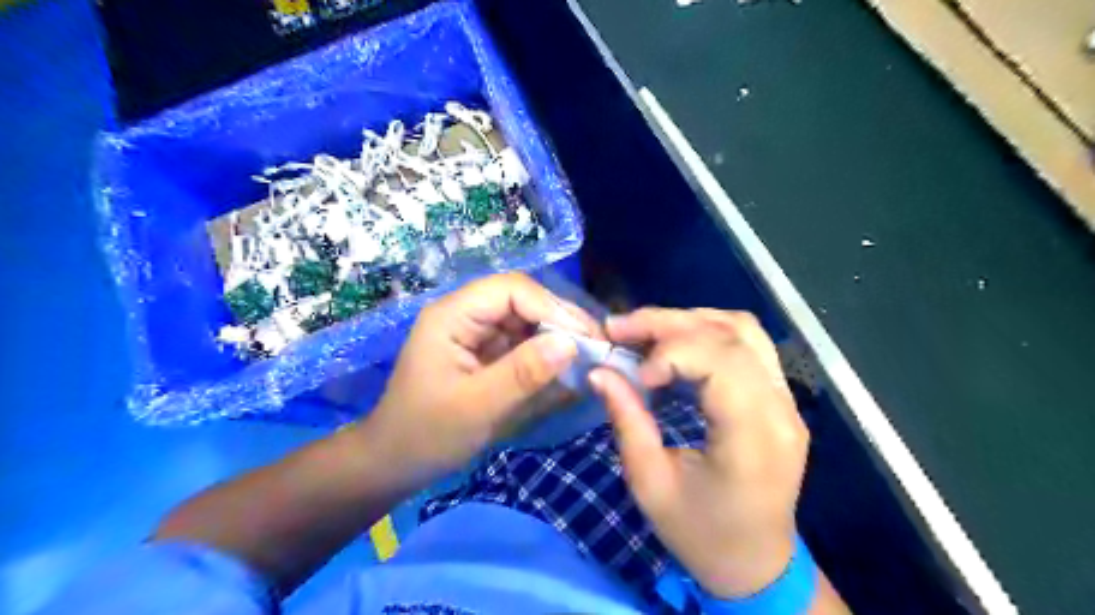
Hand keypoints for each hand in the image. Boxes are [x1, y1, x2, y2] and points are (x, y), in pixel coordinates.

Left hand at [363, 273, 597, 479]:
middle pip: (523, 301)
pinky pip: (522, 343)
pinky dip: (546, 355)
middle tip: (596, 348)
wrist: (395, 463)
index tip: (586, 337)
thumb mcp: (476, 407)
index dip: (552, 307)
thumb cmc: (426, 435)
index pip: (511, 290)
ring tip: (588, 359)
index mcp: (453, 315)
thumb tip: (572, 344)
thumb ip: (523, 374)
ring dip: (557, 338)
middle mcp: (465, 315)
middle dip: (560, 321)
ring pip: (527, 321)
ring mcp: (476, 333)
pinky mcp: (485, 353)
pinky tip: (566, 371)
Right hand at [595, 309, 806, 598]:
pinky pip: (750, 345)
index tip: (638, 374)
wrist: (756, 564)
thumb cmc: (700, 534)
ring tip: (646, 331)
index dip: (673, 353)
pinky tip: (677, 344)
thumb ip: (627, 421)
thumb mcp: (651, 485)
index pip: (723, 362)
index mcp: (753, 439)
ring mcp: (787, 401)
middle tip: (620, 327)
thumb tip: (600, 371)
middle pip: (731, 335)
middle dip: (669, 323)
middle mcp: (780, 410)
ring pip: (744, 329)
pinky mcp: (782, 399)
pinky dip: (709, 332)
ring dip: (690, 320)